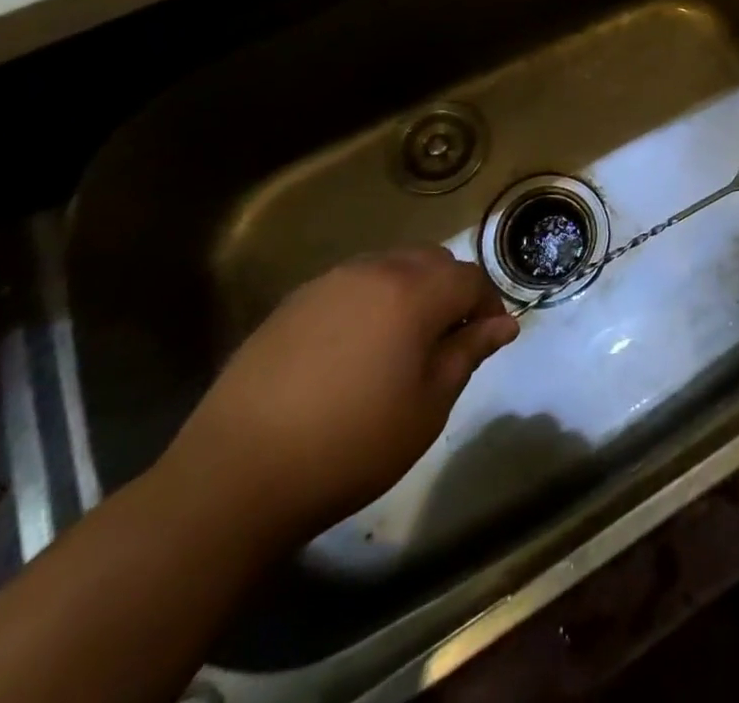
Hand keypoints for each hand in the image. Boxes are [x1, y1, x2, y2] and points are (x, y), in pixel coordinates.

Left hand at [160, 247, 518, 542]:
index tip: (485, 341)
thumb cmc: (351, 445)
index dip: (487, 306)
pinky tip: (353, 351)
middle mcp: (375, 270)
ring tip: (400, 345)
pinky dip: (369, 303)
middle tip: (445, 342)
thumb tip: (503, 325)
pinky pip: (351, 285)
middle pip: (432, 261)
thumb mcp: (427, 406)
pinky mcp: (294, 302)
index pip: (471, 279)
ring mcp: (329, 282)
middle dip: (450, 292)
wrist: (235, 476)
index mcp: (414, 292)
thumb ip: (468, 354)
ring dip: (410, 293)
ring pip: (390, 267)